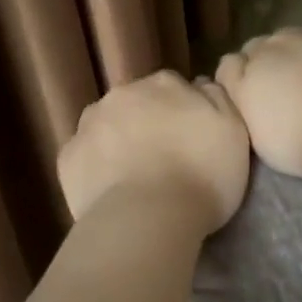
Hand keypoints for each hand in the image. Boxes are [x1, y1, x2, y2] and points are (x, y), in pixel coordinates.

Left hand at [57, 71, 250, 231]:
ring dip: (118, 143)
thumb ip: (218, 98)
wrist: (147, 218)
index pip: (173, 88)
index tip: (190, 141)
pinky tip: (111, 192)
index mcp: (164, 84)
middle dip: (147, 124)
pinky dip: (96, 169)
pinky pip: (85, 157)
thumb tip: (201, 84)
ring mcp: (89, 124)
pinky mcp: (67, 157)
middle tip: (164, 161)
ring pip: (106, 127)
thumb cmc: (202, 175)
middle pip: (136, 104)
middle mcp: (122, 94)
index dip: (182, 113)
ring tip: (135, 178)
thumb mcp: (234, 131)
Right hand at [215, 18, 301, 178]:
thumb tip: (234, 63)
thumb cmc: (293, 137)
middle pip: (282, 39)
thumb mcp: (245, 117)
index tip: (259, 97)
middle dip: (283, 57)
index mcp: (262, 54)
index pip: (247, 53)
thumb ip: (234, 83)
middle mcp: (298, 36)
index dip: (250, 73)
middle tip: (293, 91)